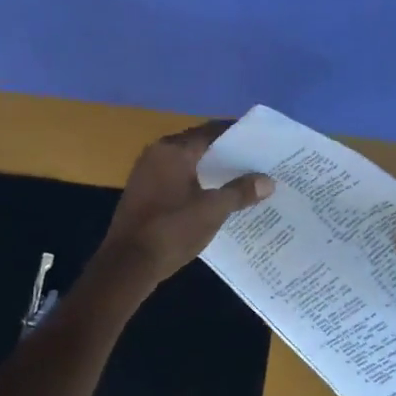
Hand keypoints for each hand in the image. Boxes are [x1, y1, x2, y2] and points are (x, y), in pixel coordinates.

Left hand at [97, 122, 273, 283]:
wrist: (127, 264)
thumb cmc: (172, 229)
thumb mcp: (212, 210)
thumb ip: (240, 192)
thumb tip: (268, 181)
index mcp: (173, 149)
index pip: (212, 131)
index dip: (238, 135)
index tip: (261, 142)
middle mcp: (157, 153)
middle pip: (199, 146)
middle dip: (227, 154)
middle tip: (256, 162)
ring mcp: (146, 173)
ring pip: (187, 164)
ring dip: (211, 171)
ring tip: (241, 180)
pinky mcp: (142, 193)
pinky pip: (176, 179)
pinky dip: (196, 184)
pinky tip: (214, 197)